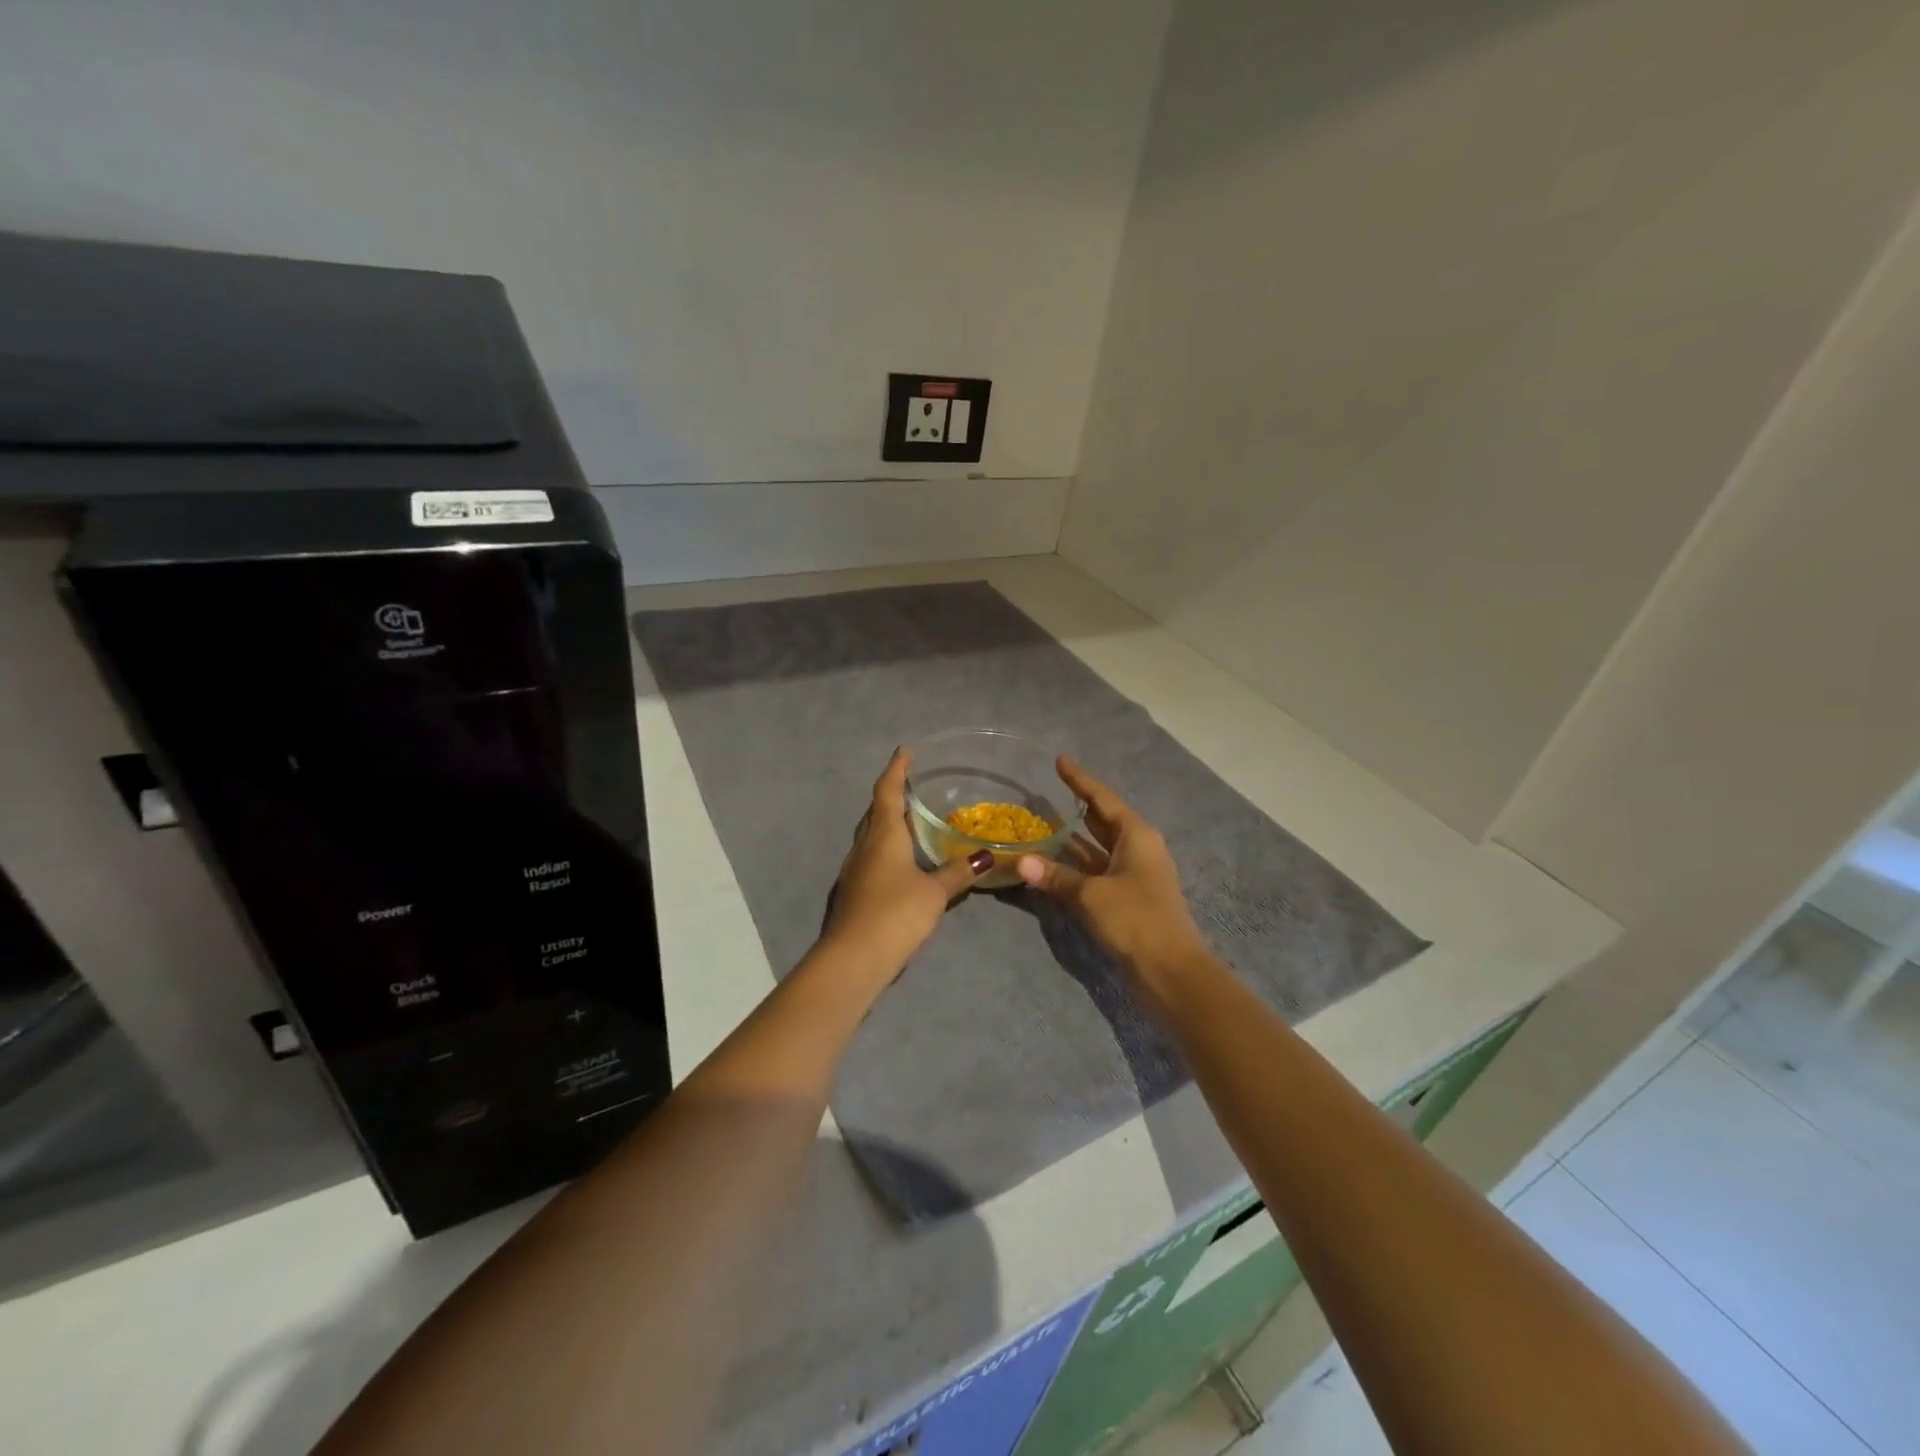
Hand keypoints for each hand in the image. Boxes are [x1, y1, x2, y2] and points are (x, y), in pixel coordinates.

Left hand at [819, 748, 992, 978]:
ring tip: (910, 819)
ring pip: (871, 834)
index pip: (887, 791)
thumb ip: (958, 873)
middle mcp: (864, 845)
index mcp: (883, 835)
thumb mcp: (934, 893)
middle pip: (875, 810)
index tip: (904, 751)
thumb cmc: (895, 914)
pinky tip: (900, 860)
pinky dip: (885, 847)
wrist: (852, 959)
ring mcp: (854, 869)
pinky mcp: (853, 891)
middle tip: (912, 784)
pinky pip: (870, 855)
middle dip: (891, 794)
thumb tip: (985, 856)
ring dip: (887, 821)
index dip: (896, 769)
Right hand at [1017, 758, 1212, 993]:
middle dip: (1077, 806)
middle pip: (1102, 820)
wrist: (1172, 972)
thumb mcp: (1092, 895)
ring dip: (1074, 839)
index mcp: (1136, 836)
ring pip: (1098, 848)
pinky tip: (1053, 865)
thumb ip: (1056, 877)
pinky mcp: (1128, 899)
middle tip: (1049, 790)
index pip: (1102, 799)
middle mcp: (1137, 849)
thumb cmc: (1136, 920)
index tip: (1060, 760)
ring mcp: (1134, 875)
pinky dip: (1076, 866)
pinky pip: (1097, 871)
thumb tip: (1021, 863)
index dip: (1079, 780)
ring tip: (1043, 824)